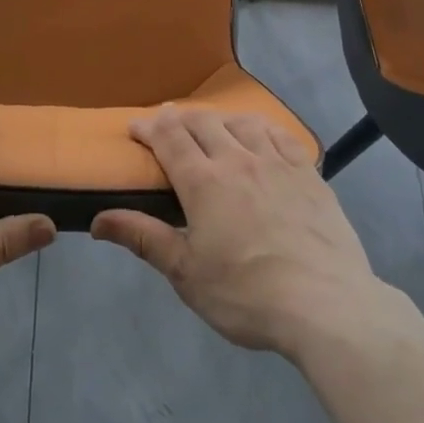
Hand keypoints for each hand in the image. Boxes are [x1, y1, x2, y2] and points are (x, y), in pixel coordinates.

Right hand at [92, 107, 394, 361]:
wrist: (325, 304)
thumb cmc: (246, 294)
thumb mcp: (186, 274)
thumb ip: (144, 238)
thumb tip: (98, 220)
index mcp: (203, 181)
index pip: (169, 137)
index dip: (149, 127)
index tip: (135, 127)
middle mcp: (237, 159)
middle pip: (203, 122)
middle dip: (179, 118)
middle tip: (168, 124)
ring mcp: (277, 162)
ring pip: (241, 122)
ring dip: (219, 119)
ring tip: (211, 127)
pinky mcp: (308, 173)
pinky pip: (280, 135)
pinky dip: (260, 127)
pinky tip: (259, 135)